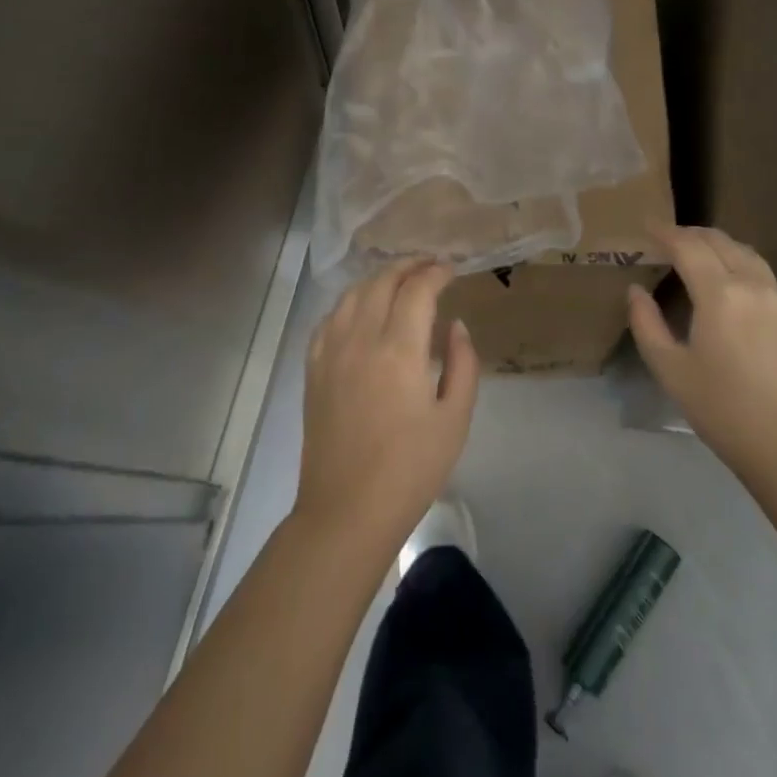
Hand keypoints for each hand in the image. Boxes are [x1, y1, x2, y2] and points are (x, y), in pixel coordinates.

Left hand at [294, 261, 479, 557]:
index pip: (417, 289)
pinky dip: (349, 302)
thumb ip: (463, 364)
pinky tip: (361, 310)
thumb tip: (455, 325)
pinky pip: (329, 318)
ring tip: (398, 280)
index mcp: (399, 350)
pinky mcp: (313, 369)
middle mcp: (360, 340)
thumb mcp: (455, 419)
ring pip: (352, 294)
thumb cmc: (410, 469)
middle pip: (382, 281)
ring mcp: (331, 352)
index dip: (436, 272)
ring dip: (378, 278)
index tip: (451, 270)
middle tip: (429, 265)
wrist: (347, 511)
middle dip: (408, 265)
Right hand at [628, 225, 776, 485]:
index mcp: (719, 293)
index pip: (688, 246)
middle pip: (720, 242)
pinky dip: (741, 266)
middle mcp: (753, 285)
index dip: (664, 232)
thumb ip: (647, 324)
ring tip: (699, 252)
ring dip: (719, 245)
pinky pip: (764, 276)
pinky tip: (732, 285)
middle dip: (691, 234)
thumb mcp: (671, 370)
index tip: (646, 225)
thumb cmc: (723, 410)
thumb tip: (636, 291)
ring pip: (747, 254)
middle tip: (668, 238)